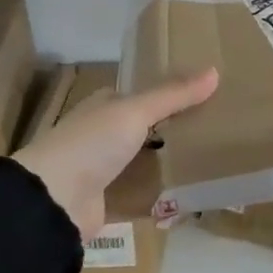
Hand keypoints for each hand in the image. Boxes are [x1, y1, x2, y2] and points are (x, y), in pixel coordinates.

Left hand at [13, 69, 218, 239]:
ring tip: (213, 163)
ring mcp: (104, 170)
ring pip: (146, 163)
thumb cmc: (92, 143)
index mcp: (105, 107)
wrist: (53, 200)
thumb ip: (174, 95)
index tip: (207, 96)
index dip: (171, 94)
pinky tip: (192, 197)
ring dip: (171, 164)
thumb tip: (214, 71)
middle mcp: (103, 135)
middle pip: (147, 129)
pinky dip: (163, 197)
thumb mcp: (135, 111)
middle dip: (176, 131)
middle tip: (218, 131)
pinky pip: (143, 196)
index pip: (142, 95)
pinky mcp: (108, 201)